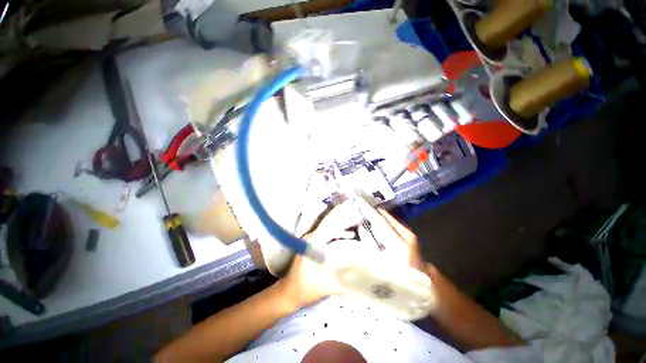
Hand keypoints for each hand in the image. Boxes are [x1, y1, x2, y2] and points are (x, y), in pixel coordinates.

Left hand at [279, 202, 361, 307]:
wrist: (289, 293)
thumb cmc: (304, 289)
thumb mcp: (324, 286)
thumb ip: (341, 282)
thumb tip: (362, 276)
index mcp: (312, 243)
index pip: (327, 223)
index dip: (340, 215)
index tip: (351, 207)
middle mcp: (312, 238)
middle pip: (330, 224)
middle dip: (345, 219)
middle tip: (360, 215)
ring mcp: (313, 240)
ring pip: (330, 229)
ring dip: (343, 226)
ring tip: (358, 222)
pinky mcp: (314, 245)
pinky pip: (329, 235)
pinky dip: (340, 234)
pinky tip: (350, 236)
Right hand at [353, 199, 425, 271]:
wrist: (424, 280)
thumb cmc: (399, 277)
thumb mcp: (381, 264)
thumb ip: (370, 244)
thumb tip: (360, 227)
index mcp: (399, 245)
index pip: (380, 221)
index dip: (368, 210)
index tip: (358, 200)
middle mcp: (405, 234)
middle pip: (385, 215)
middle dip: (370, 209)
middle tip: (357, 205)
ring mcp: (408, 232)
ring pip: (387, 217)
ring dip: (375, 214)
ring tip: (362, 211)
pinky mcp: (408, 232)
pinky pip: (390, 221)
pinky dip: (381, 219)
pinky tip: (373, 221)